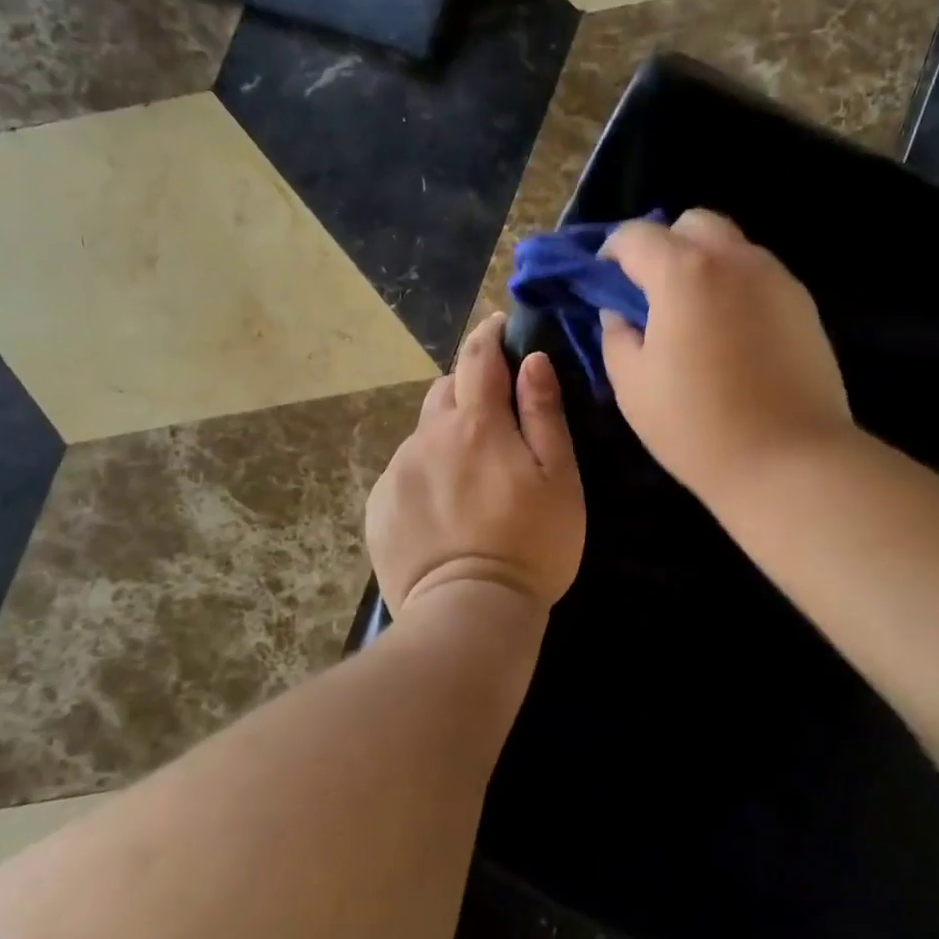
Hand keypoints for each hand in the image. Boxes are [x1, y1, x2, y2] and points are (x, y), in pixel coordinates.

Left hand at [366, 314, 584, 619]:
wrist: (468, 613)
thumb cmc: (531, 544)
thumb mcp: (559, 477)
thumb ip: (544, 413)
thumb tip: (532, 360)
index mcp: (477, 423)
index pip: (478, 356)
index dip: (489, 334)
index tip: (499, 325)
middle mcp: (429, 436)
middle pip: (446, 389)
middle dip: (469, 385)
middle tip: (495, 411)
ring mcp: (398, 471)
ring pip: (425, 431)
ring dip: (448, 432)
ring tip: (471, 469)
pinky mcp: (379, 505)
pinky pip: (405, 469)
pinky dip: (427, 469)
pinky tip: (445, 505)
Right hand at [600, 210, 851, 504]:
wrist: (790, 461)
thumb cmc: (697, 426)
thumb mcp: (632, 385)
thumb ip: (616, 336)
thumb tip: (620, 313)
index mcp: (684, 272)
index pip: (636, 235)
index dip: (612, 252)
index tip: (605, 281)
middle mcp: (734, 259)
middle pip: (693, 224)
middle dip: (665, 245)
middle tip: (652, 292)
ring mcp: (776, 278)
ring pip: (732, 246)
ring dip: (703, 264)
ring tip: (694, 315)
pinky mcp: (803, 305)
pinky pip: (759, 276)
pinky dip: (735, 286)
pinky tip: (732, 334)